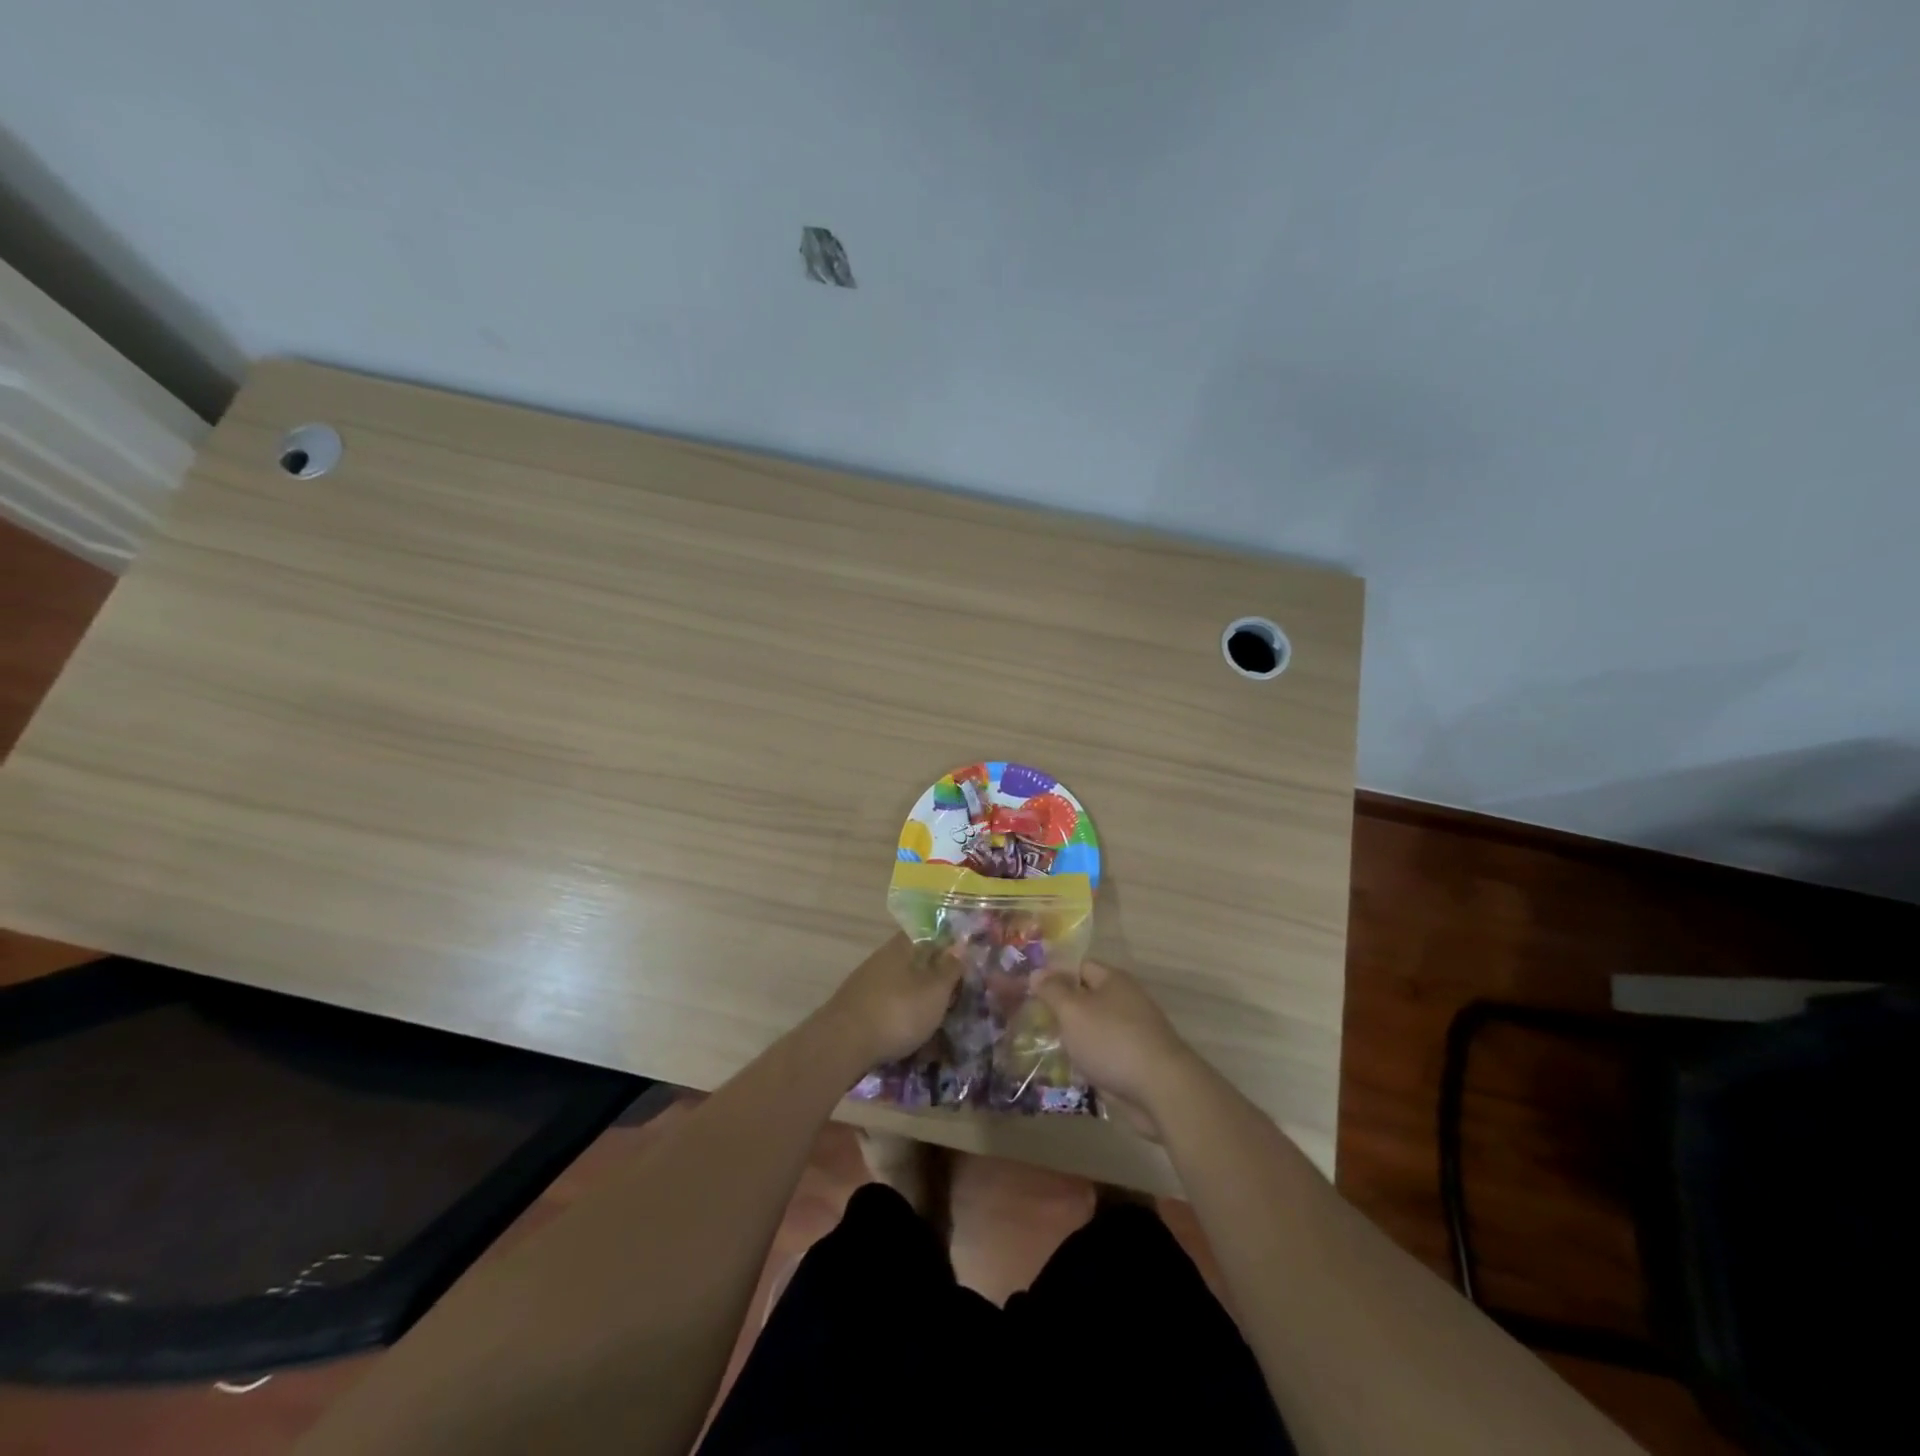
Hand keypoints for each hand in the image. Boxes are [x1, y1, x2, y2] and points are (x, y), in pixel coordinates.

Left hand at [823, 934, 964, 1064]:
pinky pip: (887, 1008)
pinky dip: (902, 1019)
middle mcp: (881, 960)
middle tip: (955, 996)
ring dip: (917, 1001)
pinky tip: (912, 1038)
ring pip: (900, 987)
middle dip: (933, 977)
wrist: (842, 1045)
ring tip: (937, 1023)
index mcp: (900, 948)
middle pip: (913, 962)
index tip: (962, 960)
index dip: (945, 944)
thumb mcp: (935, 990)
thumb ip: (949, 968)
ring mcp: (865, 985)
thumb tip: (960, 945)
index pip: (926, 934)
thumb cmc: (897, 1011)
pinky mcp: (856, 1011)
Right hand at [1033, 961, 1204, 1133]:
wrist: (1160, 1089)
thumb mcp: (1073, 1011)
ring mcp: (1132, 1032)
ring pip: (1094, 1028)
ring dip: (1073, 1037)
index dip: (1054, 975)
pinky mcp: (1135, 1061)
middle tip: (1031, 1020)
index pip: (1079, 966)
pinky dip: (1087, 1059)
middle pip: (1086, 998)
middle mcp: (1125, 1001)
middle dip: (1061, 1009)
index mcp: (1113, 980)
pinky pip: (1103, 1053)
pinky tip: (1067, 1071)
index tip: (1030, 990)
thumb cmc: (1111, 1040)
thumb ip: (1053, 990)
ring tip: (1043, 1046)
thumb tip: (1037, 972)